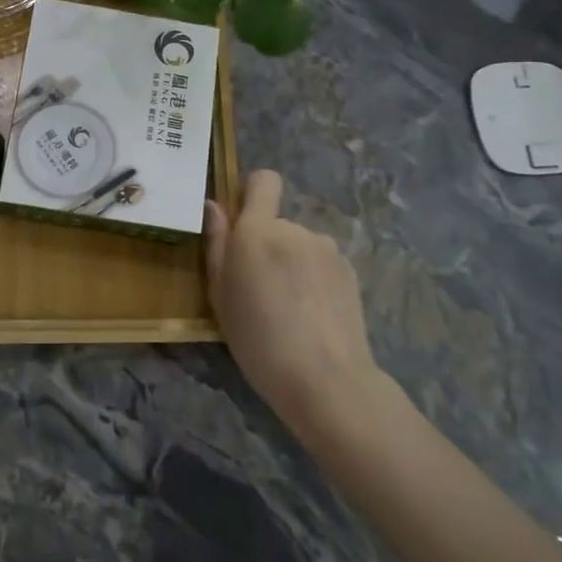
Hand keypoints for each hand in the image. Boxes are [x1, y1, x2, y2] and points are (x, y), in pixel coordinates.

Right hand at [204, 169, 380, 437]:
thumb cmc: (258, 341)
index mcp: (257, 232)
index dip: (252, 192)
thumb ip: (216, 244)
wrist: (326, 380)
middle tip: (259, 290)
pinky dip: (313, 279)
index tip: (243, 222)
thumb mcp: (220, 296)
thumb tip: (213, 206)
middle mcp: (294, 229)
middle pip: (277, 222)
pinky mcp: (349, 270)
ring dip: (291, 263)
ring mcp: (326, 248)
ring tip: (289, 308)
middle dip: (267, 245)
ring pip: (299, 245)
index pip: (264, 180)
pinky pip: (321, 263)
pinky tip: (312, 315)